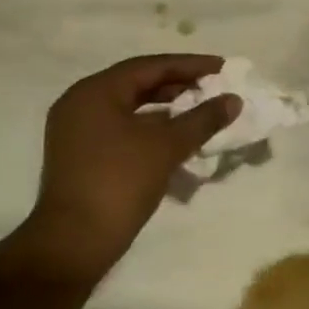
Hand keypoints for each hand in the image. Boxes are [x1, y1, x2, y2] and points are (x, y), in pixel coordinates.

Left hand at [22, 55, 240, 276]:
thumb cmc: (119, 182)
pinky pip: (123, 126)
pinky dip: (151, 126)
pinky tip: (177, 134)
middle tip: (213, 86)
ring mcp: (77, 130)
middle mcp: (81, 103)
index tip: (222, 67)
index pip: (150, 66)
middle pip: (138, 83)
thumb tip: (234, 100)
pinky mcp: (82, 154)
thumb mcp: (167, 146)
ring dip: (167, 106)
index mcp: (95, 92)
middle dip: (179, 83)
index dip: (190, 65)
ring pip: (131, 106)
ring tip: (201, 108)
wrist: (74, 243)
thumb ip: (203, 118)